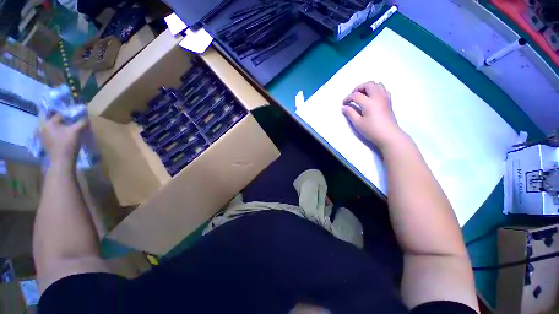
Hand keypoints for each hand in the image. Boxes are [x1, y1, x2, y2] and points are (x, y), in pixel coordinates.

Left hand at [41, 114, 87, 163]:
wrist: (61, 161)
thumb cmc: (67, 144)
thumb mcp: (76, 131)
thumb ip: (82, 122)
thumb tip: (86, 118)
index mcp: (48, 122)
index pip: (60, 114)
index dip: (69, 115)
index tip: (76, 117)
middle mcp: (43, 127)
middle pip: (56, 121)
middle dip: (64, 121)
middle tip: (73, 123)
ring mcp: (43, 136)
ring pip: (54, 128)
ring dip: (61, 128)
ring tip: (70, 130)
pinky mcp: (46, 143)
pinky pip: (53, 134)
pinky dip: (59, 134)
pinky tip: (64, 137)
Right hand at [342, 81, 405, 149]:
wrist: (389, 135)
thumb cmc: (372, 130)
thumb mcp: (358, 123)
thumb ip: (350, 113)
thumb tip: (344, 107)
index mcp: (369, 103)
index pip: (356, 95)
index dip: (348, 98)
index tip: (344, 104)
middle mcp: (378, 97)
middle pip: (368, 84)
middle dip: (358, 88)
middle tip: (353, 95)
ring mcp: (385, 98)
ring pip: (377, 84)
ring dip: (368, 87)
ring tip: (362, 95)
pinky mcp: (389, 101)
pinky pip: (383, 89)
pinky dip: (376, 90)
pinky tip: (372, 98)